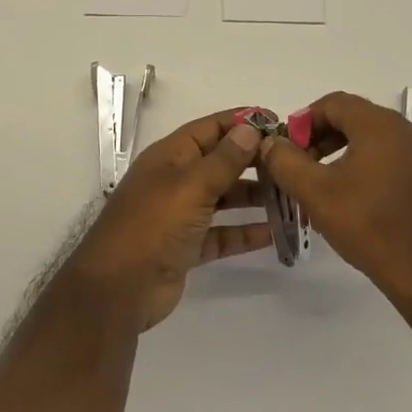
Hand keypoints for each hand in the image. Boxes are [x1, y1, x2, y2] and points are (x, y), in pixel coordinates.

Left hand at [69, 111, 272, 329]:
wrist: (119, 289)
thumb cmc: (153, 225)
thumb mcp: (191, 186)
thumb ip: (224, 159)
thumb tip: (250, 129)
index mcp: (170, 156)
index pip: (210, 129)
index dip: (242, 123)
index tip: (280, 124)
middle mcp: (176, 180)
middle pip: (220, 162)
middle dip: (253, 161)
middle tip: (293, 164)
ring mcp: (180, 215)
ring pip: (224, 198)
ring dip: (254, 197)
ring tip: (291, 196)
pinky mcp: (187, 247)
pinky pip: (222, 233)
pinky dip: (245, 232)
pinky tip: (275, 233)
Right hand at [258, 91, 411, 314]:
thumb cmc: (371, 225)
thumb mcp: (316, 193)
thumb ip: (286, 161)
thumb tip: (271, 143)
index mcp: (380, 124)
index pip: (333, 103)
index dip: (303, 121)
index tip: (286, 150)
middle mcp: (405, 130)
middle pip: (353, 119)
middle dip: (320, 139)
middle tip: (299, 168)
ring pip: (371, 141)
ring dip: (341, 155)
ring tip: (322, 187)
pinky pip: (389, 160)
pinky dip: (365, 169)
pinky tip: (353, 202)